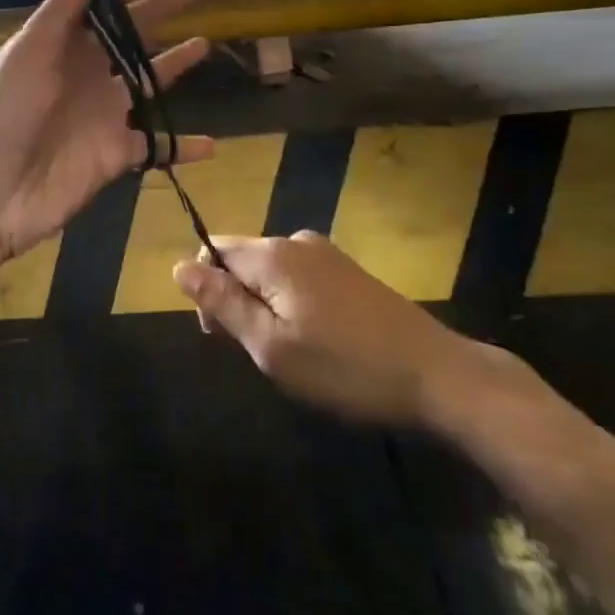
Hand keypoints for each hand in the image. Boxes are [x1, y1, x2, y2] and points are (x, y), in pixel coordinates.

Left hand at [0, 0, 213, 263]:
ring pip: (149, 83)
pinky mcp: (115, 154)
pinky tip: (212, 143)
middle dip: (155, 10)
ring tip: (205, 43)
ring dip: (175, 66)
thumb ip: (61, 11)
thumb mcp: (27, 55)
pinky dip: (182, 145)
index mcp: (59, 44)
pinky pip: (157, 146)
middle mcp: (85, 72)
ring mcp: (103, 114)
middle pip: (128, 34)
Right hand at [174, 232, 528, 431]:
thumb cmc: (345, 367)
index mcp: (272, 254)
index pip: (212, 249)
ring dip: (265, 306)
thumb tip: (179, 266)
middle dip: (236, 300)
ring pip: (270, 272)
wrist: (435, 373)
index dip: (205, 290)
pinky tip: (318, 342)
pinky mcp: (348, 270)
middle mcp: (295, 241)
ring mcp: (326, 253)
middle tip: (261, 354)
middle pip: (241, 259)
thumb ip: (223, 303)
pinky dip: (292, 305)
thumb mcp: (272, 347)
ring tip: (292, 354)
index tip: (222, 337)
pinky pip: (298, 278)